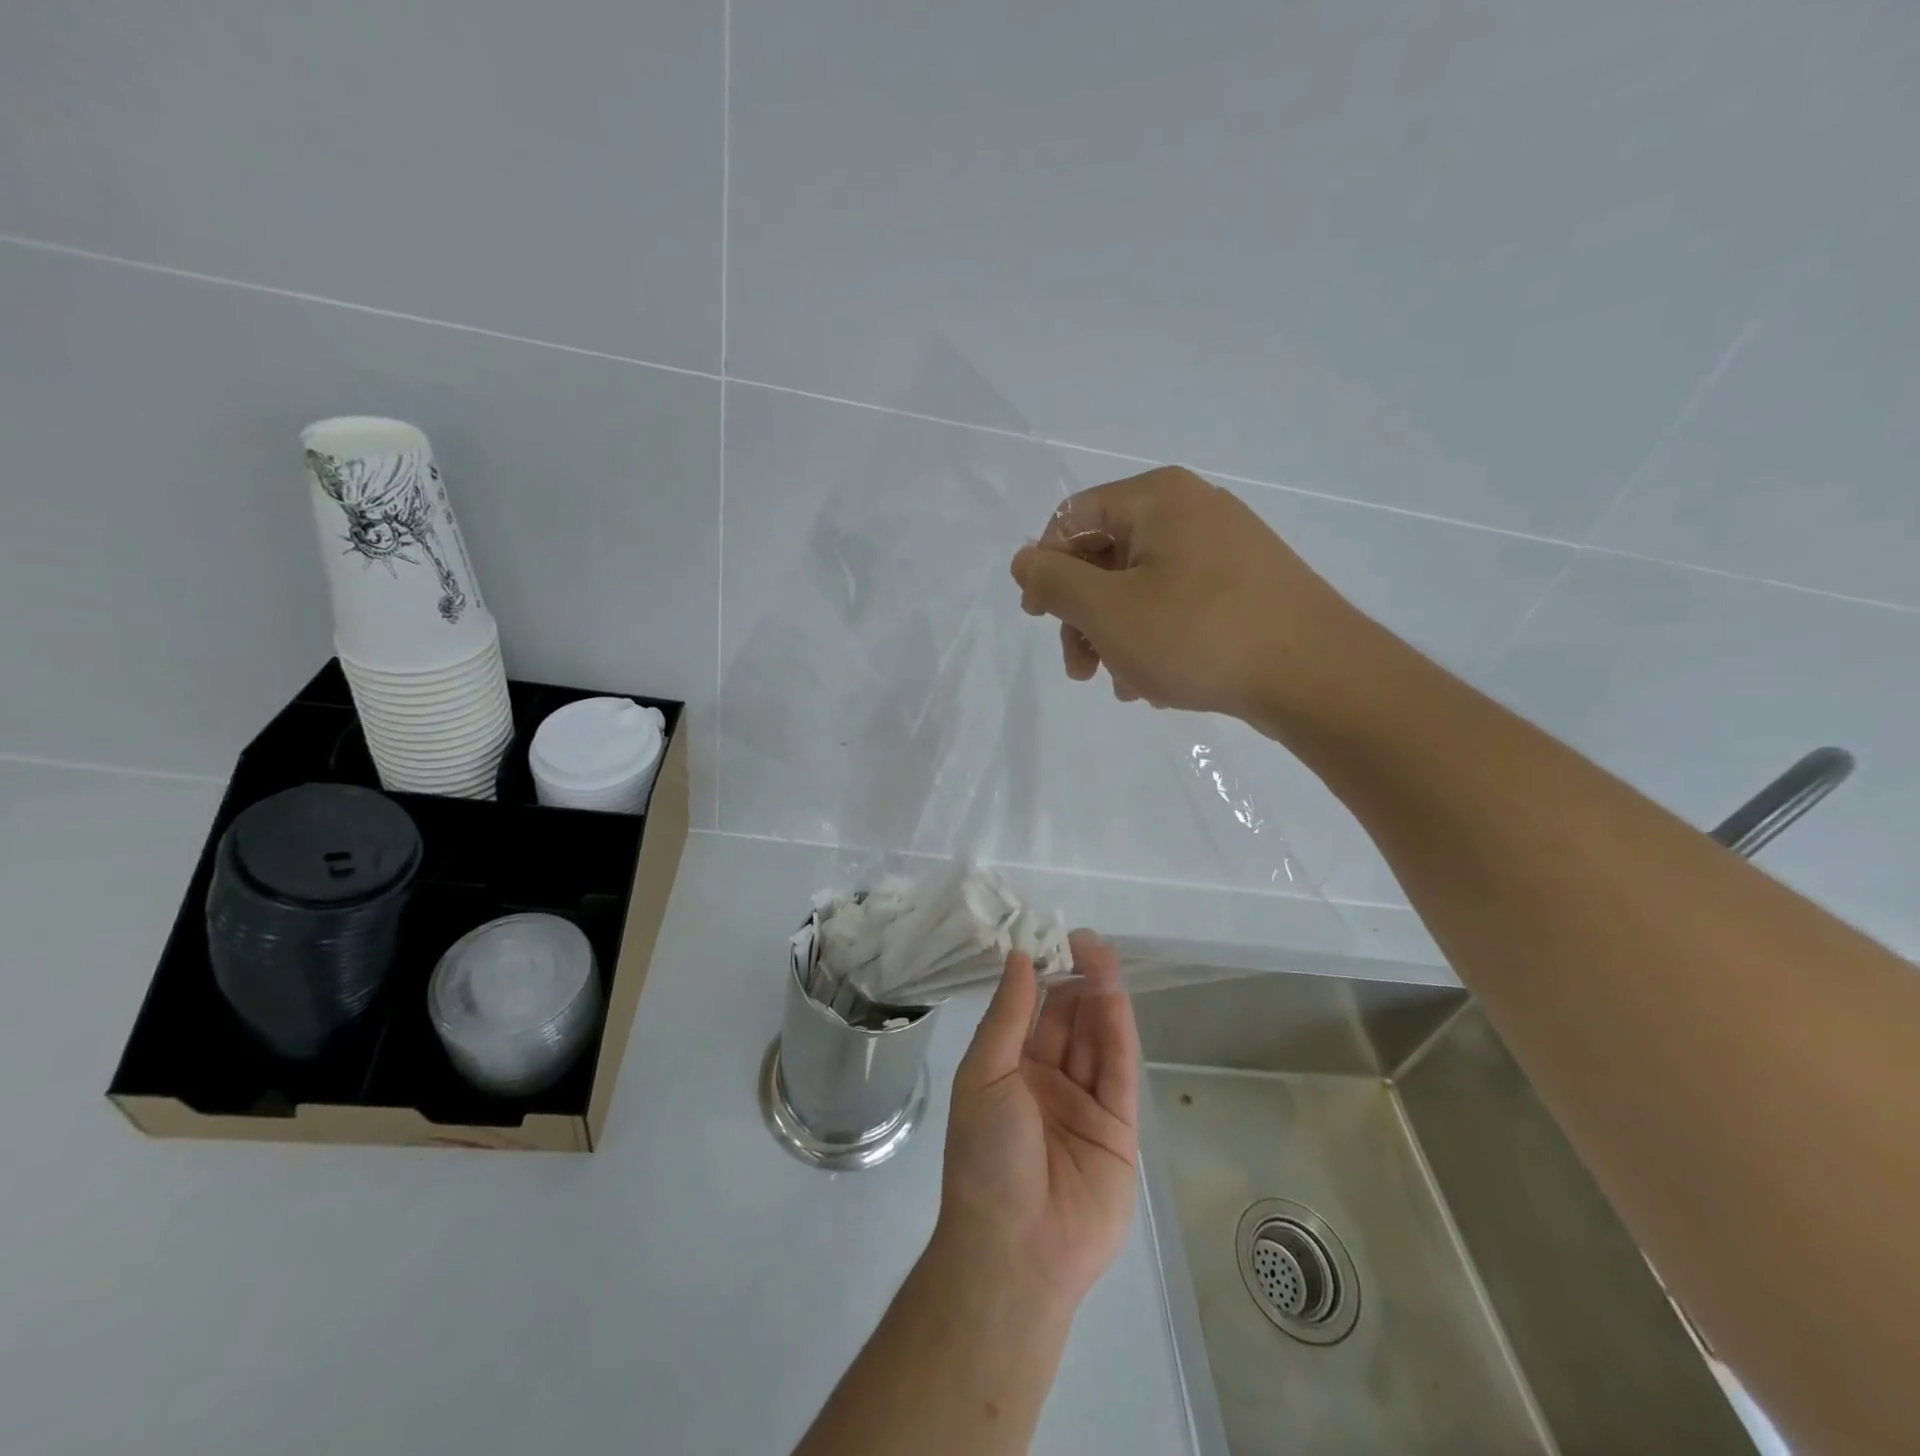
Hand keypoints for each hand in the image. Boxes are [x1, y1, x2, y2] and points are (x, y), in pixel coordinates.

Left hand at [936, 931, 1139, 1311]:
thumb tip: (1017, 958)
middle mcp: (1047, 1083)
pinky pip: (1119, 1070)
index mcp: (1009, 1072)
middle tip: (1084, 939)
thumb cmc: (985, 1154)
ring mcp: (1085, 1105)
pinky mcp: (1119, 1128)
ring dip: (1100, 996)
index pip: (1030, 1013)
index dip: (1040, 976)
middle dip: (1074, 980)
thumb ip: (1007, 1017)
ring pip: (1096, 1039)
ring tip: (1102, 953)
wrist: (1016, 1248)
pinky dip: (1119, 1031)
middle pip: (1067, 1021)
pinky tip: (1115, 995)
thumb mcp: (984, 1075)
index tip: (1049, 938)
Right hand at [1009, 466, 1362, 727]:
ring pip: (1142, 587)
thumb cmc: (1199, 634)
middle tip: (1080, 669)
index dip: (1045, 568)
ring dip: (1117, 637)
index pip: (1072, 518)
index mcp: (1157, 498)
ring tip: (1122, 685)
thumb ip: (1054, 581)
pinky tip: (1156, 683)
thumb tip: (1024, 560)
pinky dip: (1156, 639)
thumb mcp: (1107, 610)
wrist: (1317, 676)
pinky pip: (1180, 604)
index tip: (1040, 620)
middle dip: (1083, 616)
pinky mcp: (1248, 585)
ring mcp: (1227, 547)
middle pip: (1107, 556)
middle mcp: (1193, 509)